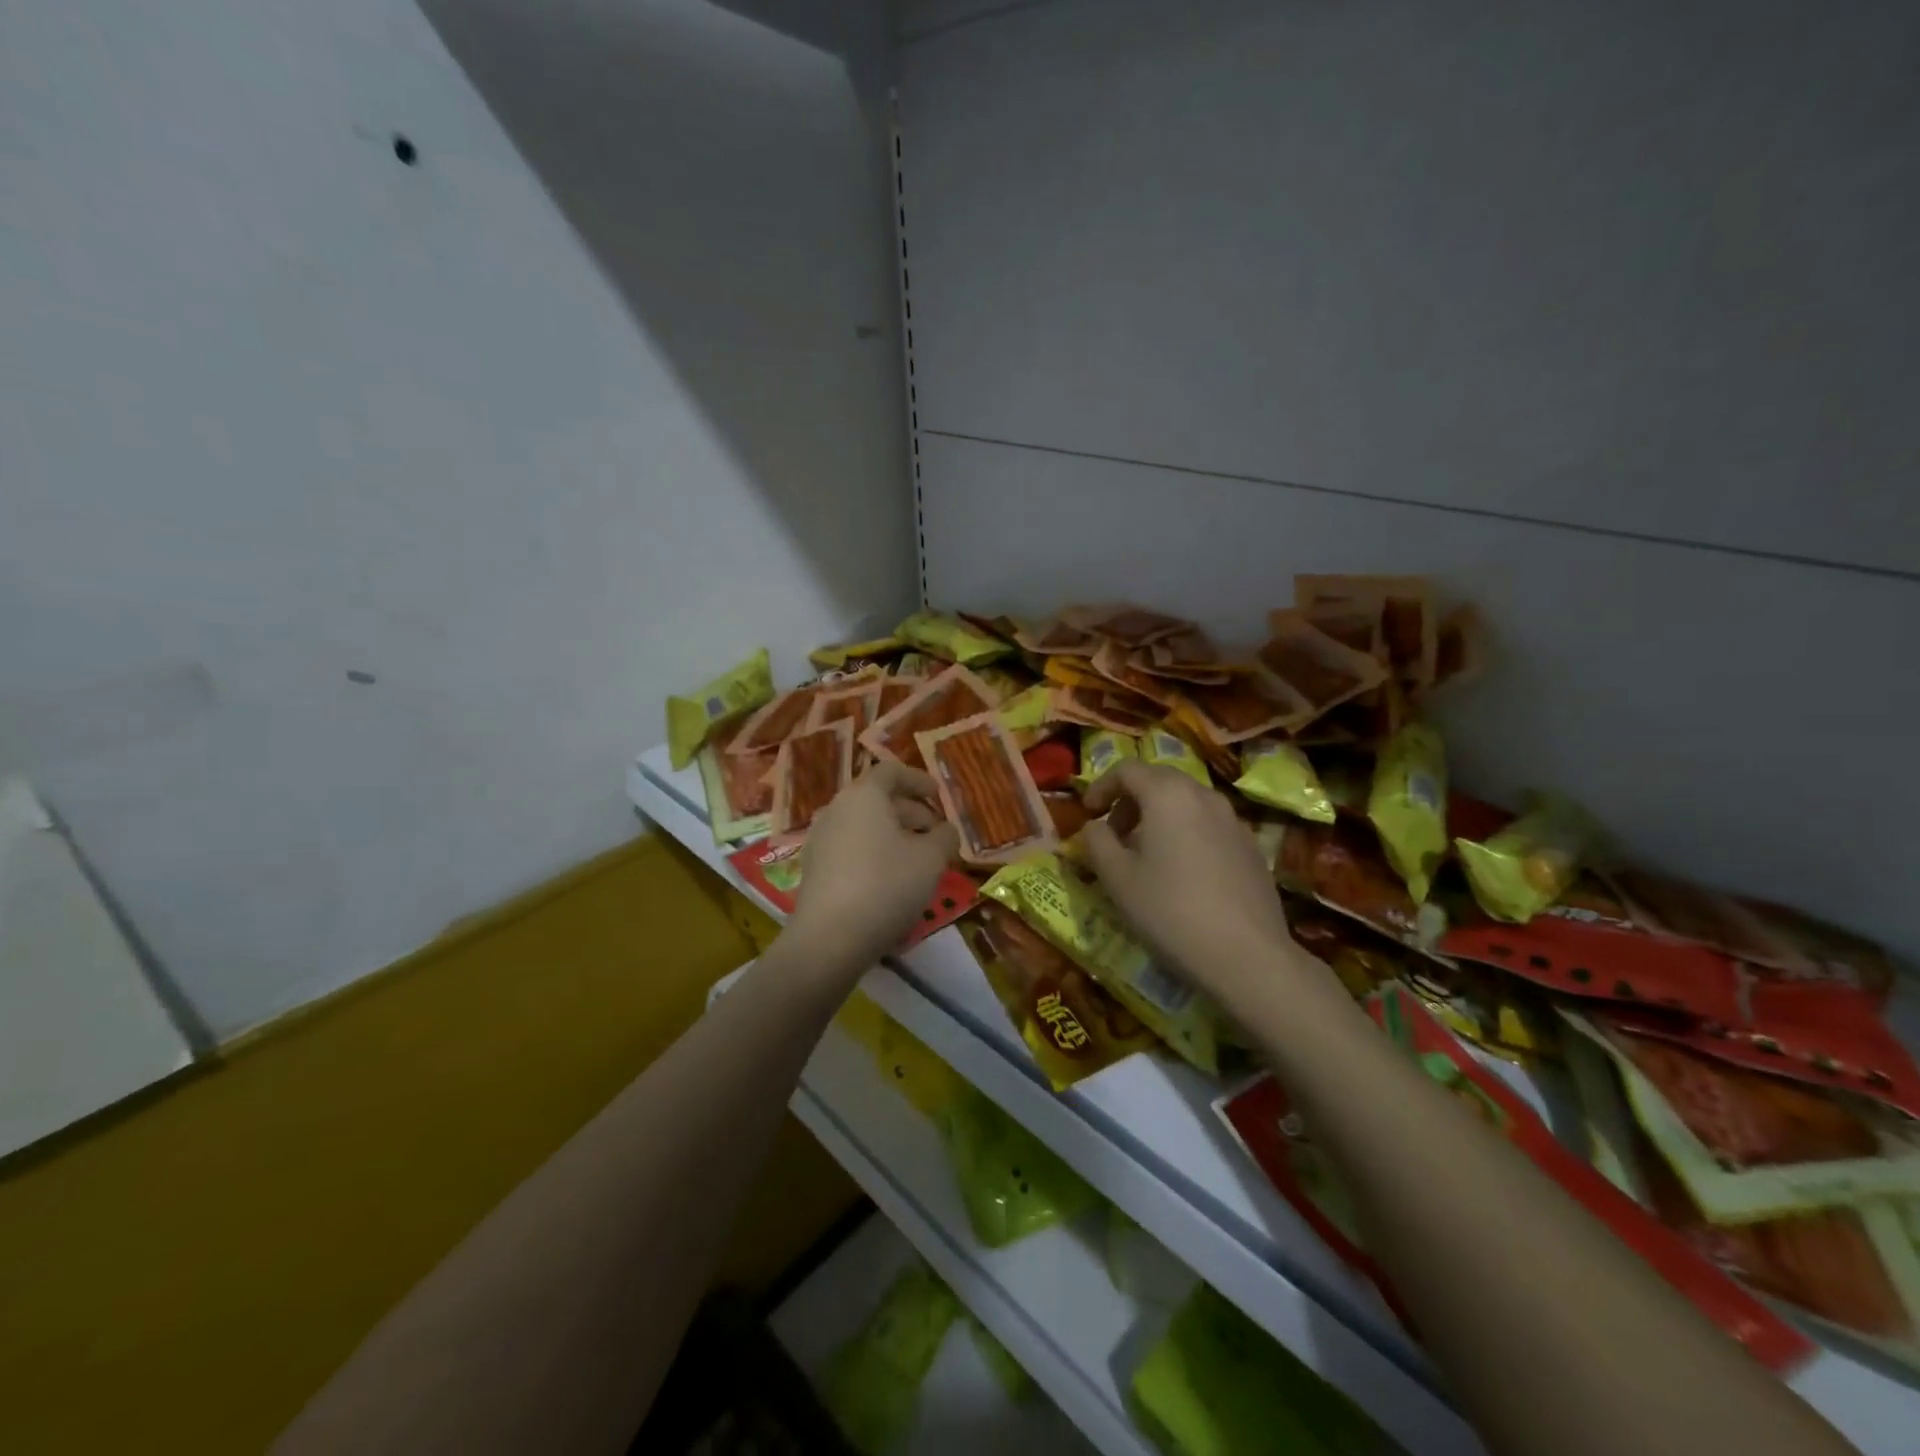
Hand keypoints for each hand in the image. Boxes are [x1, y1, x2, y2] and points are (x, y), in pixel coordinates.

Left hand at [784, 762, 959, 977]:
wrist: (829, 938)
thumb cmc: (886, 885)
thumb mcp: (931, 859)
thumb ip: (944, 837)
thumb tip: (945, 830)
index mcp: (863, 795)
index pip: (892, 772)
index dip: (919, 780)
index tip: (939, 796)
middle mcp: (836, 808)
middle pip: (877, 799)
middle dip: (911, 812)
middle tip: (936, 834)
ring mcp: (820, 838)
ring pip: (863, 825)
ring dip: (892, 834)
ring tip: (918, 858)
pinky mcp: (814, 868)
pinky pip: (850, 847)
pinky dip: (873, 852)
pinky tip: (891, 879)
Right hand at [1081, 761, 1299, 1001]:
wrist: (1247, 956)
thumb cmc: (1170, 910)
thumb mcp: (1116, 877)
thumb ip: (1097, 841)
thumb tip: (1096, 826)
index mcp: (1167, 794)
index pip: (1127, 769)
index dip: (1101, 787)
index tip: (1087, 813)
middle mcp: (1204, 796)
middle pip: (1159, 780)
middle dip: (1130, 800)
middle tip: (1114, 833)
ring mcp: (1233, 820)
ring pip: (1187, 802)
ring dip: (1159, 817)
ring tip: (1146, 854)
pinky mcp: (1251, 847)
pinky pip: (1208, 825)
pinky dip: (1186, 833)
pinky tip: (1182, 873)